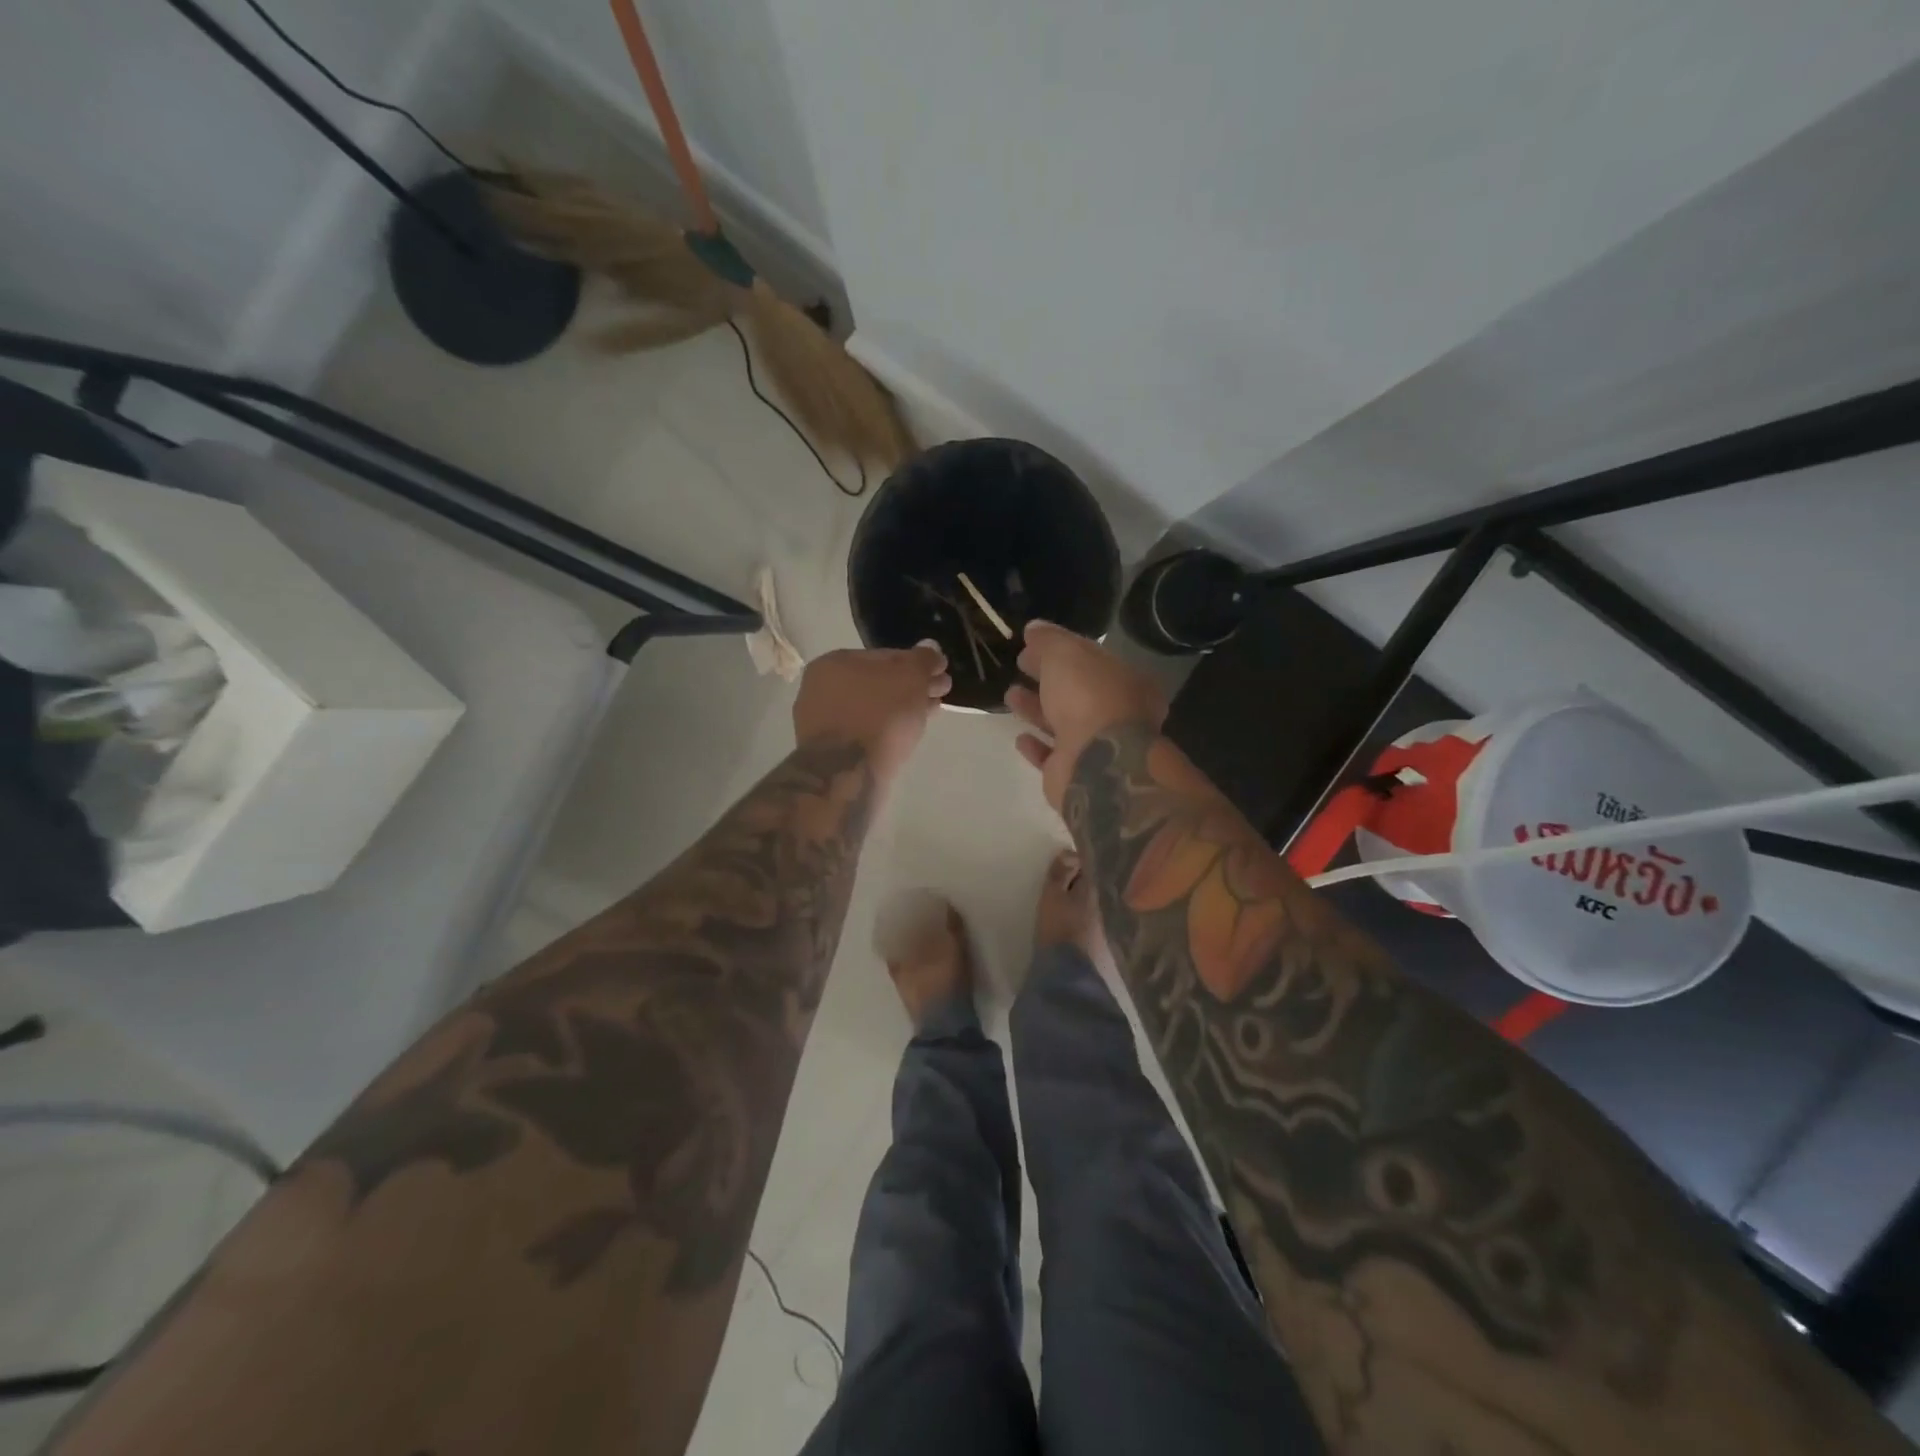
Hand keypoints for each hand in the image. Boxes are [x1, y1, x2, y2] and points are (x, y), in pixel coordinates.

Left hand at [793, 643, 950, 784]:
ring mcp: (821, 723)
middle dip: (911, 688)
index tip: (940, 674)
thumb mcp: (911, 678)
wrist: (849, 775)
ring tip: (930, 714)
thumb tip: (931, 648)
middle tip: (940, 694)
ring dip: (902, 709)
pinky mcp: (829, 752)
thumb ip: (923, 660)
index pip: (885, 656)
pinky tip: (908, 734)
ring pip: (872, 709)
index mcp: (833, 663)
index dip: (917, 664)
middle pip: (878, 683)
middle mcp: (820, 689)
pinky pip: (865, 732)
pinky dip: (886, 729)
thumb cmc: (880, 716)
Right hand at [1005, 621, 1167, 809]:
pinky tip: (1020, 737)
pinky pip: (1053, 756)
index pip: (1091, 658)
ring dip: (1037, 709)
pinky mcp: (1076, 773)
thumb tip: (1034, 628)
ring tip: (1010, 695)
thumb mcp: (1066, 654)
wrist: (1097, 764)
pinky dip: (1037, 746)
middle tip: (1020, 664)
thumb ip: (1049, 640)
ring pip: (1063, 723)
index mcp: (1125, 681)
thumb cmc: (1088, 698)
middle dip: (1047, 677)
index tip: (1031, 644)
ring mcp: (1098, 746)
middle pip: (1076, 690)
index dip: (1060, 649)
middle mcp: (1117, 714)